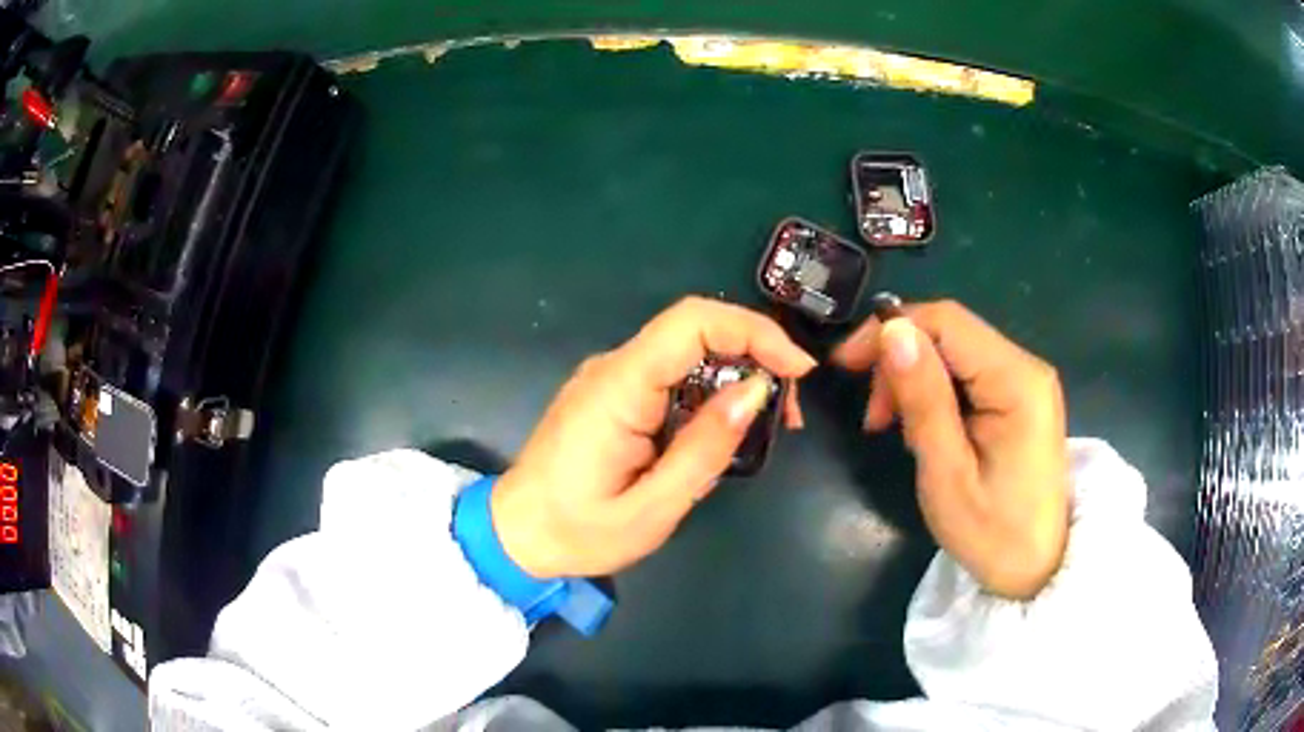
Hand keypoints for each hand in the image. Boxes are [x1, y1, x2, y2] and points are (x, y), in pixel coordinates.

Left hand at [492, 297, 816, 578]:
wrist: (515, 534)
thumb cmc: (578, 532)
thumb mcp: (651, 508)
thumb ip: (704, 449)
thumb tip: (756, 391)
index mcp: (617, 388)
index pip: (692, 322)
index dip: (753, 331)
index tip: (797, 370)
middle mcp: (613, 368)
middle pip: (696, 332)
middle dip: (755, 356)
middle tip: (789, 413)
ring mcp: (610, 378)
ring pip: (688, 354)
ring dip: (736, 377)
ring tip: (767, 427)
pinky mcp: (613, 395)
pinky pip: (672, 377)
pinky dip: (710, 393)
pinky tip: (725, 431)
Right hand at [832, 300, 1069, 598]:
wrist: (1037, 568)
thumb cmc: (992, 533)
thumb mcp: (947, 474)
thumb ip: (923, 399)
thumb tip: (893, 331)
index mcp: (1017, 380)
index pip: (946, 321)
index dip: (890, 330)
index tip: (846, 366)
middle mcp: (1026, 366)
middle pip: (950, 333)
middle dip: (901, 361)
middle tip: (875, 418)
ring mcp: (1026, 381)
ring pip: (955, 352)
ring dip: (915, 379)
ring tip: (896, 429)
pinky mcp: (1020, 397)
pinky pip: (968, 374)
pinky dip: (935, 393)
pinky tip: (925, 428)